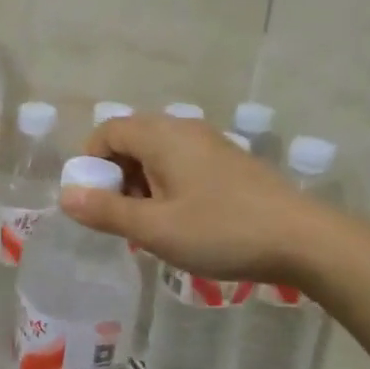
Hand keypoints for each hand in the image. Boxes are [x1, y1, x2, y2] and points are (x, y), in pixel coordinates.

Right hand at [60, 113, 315, 284]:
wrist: (303, 239)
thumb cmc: (222, 231)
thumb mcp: (156, 229)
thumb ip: (107, 212)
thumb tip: (66, 197)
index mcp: (162, 136)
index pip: (108, 130)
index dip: (91, 162)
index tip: (94, 202)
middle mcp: (184, 129)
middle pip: (132, 140)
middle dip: (117, 177)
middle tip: (124, 219)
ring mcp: (211, 143)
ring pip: (158, 154)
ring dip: (143, 185)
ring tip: (153, 226)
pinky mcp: (230, 162)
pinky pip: (183, 164)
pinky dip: (169, 186)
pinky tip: (184, 222)